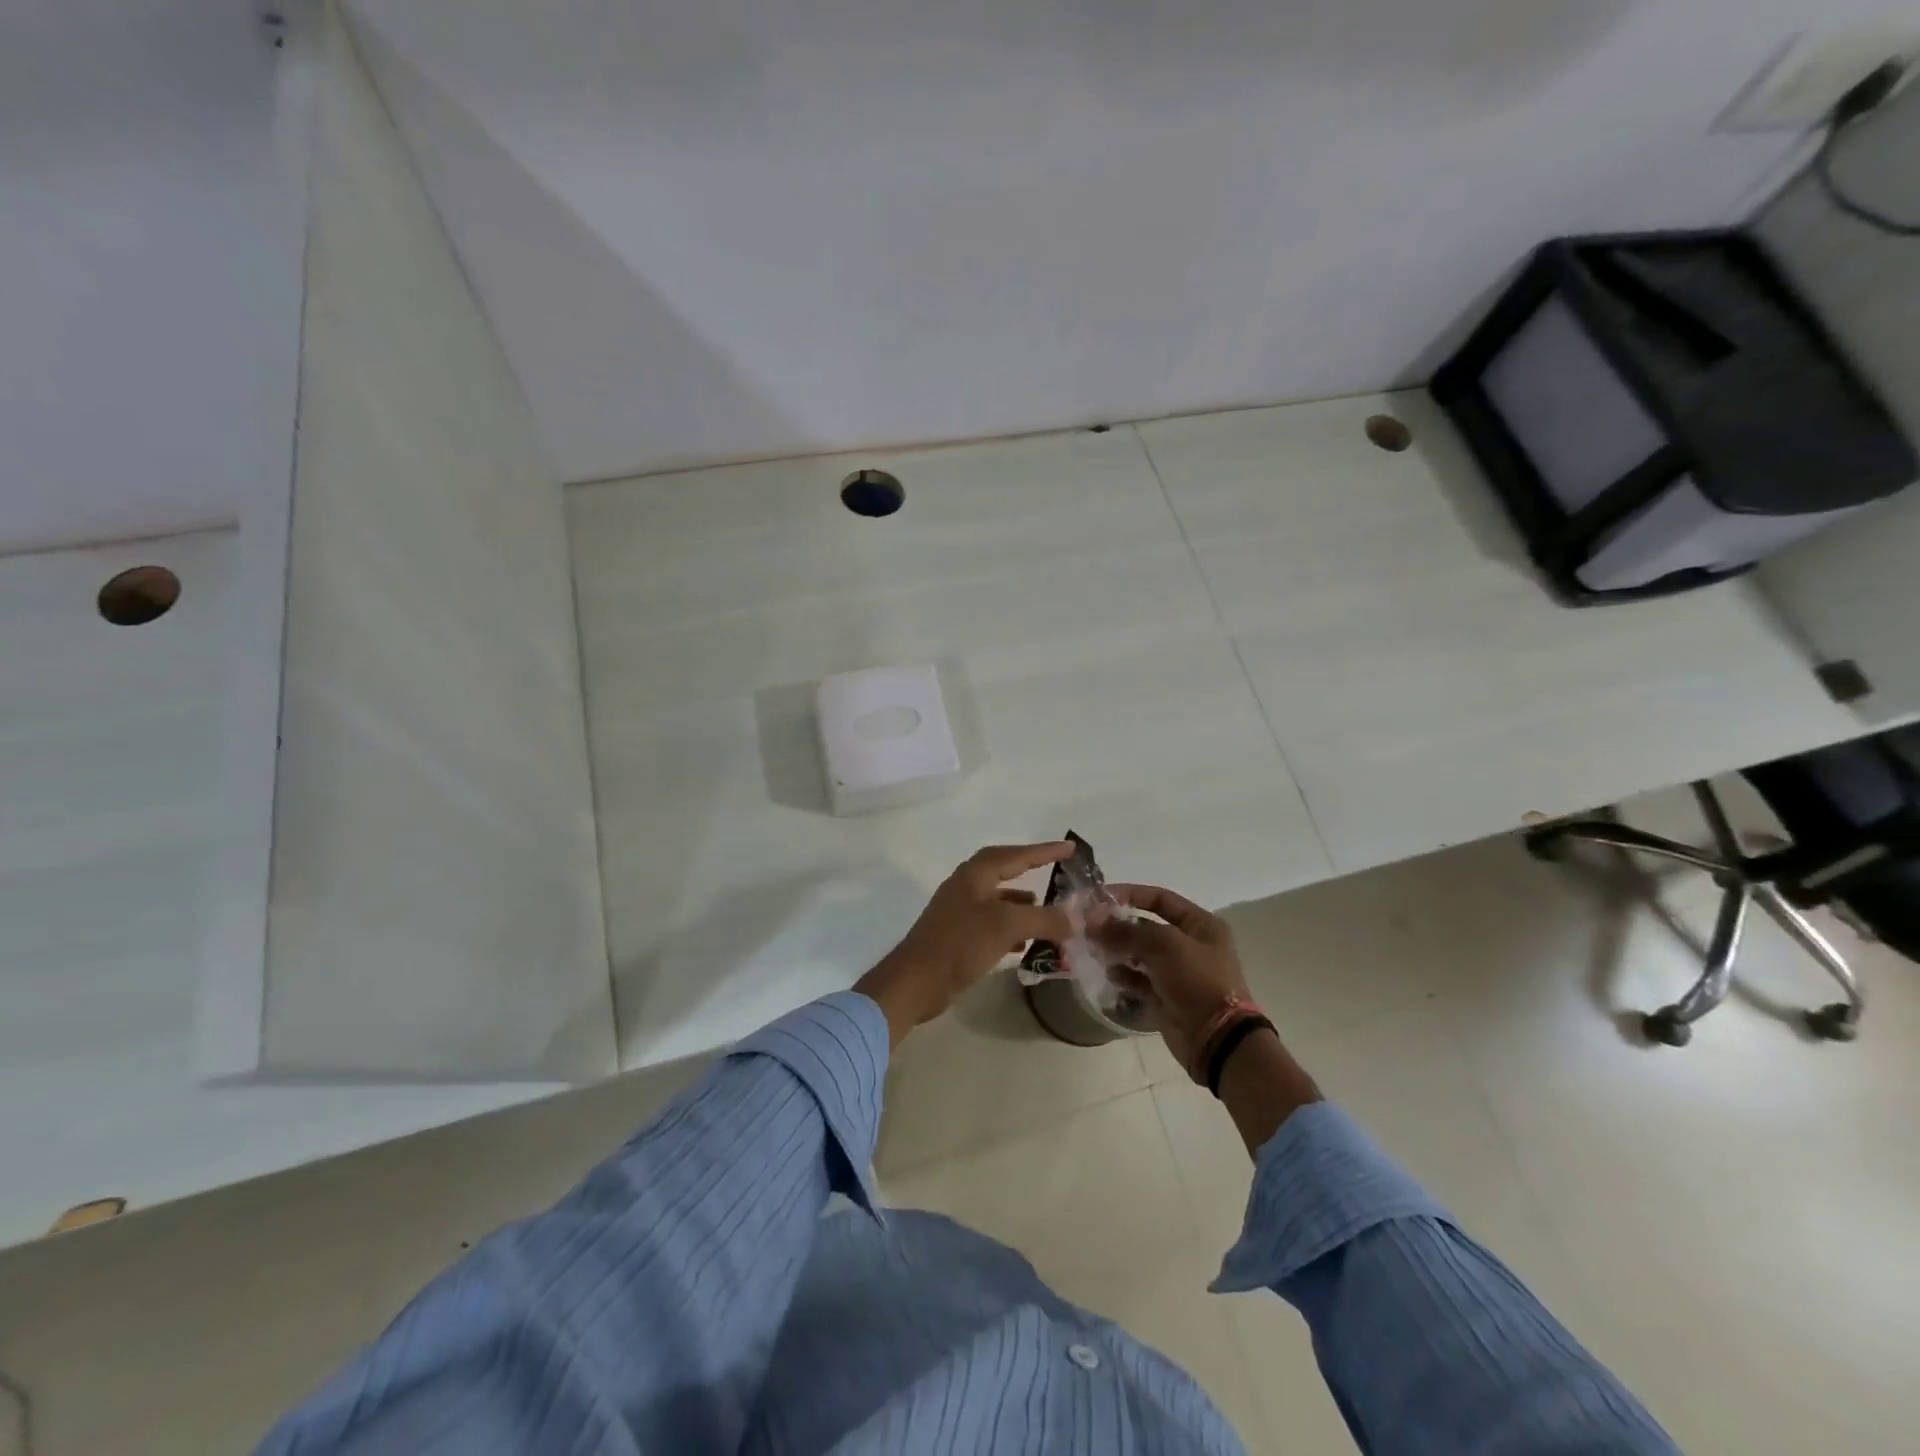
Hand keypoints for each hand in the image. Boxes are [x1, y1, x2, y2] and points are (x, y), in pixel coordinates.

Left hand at [856, 842, 1075, 1046]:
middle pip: (1004, 870)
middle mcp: (966, 886)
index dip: (1044, 850)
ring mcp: (959, 911)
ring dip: (1023, 903)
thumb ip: (1044, 919)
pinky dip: (1012, 927)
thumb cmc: (960, 944)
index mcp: (974, 874)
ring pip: (999, 899)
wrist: (916, 981)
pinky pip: (992, 923)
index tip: (1070, 847)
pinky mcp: (957, 936)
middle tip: (1057, 870)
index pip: (1016, 855)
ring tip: (1047, 913)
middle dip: (1031, 869)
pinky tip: (1025, 943)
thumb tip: (1075, 919)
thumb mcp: (1006, 926)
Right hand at [1091, 884, 1249, 1079]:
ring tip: (1093, 947)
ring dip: (1116, 948)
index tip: (1098, 897)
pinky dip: (1123, 974)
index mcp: (1200, 924)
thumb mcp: (1165, 945)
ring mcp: (1176, 971)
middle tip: (1088, 925)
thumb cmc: (1197, 981)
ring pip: (1139, 952)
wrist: (1217, 1040)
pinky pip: (1138, 978)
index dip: (1130, 894)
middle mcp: (1188, 944)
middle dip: (1118, 924)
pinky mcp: (1164, 995)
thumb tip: (1093, 919)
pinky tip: (1108, 972)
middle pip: (1146, 925)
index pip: (1160, 898)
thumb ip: (1127, 930)